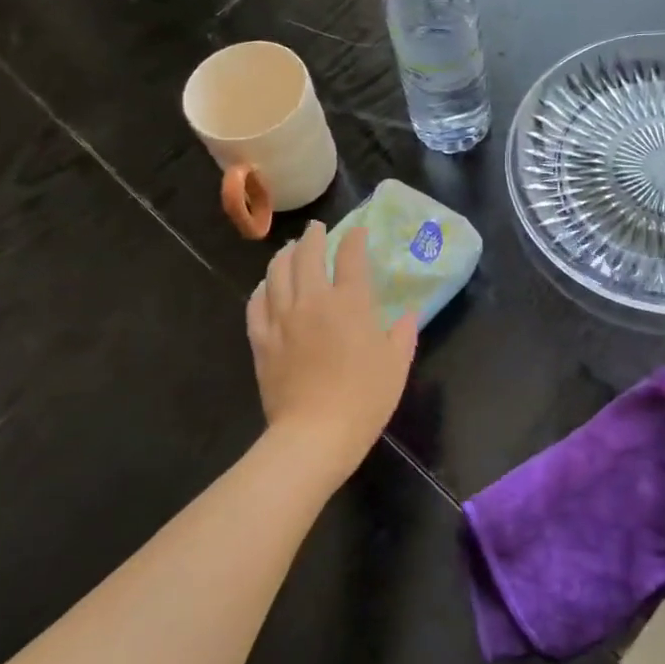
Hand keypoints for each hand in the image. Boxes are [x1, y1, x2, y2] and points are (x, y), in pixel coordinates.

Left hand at [246, 221, 417, 481]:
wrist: (315, 434)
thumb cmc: (364, 398)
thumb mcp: (396, 365)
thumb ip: (403, 334)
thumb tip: (407, 315)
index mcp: (350, 303)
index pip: (351, 257)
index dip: (355, 239)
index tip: (357, 231)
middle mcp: (313, 301)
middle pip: (307, 255)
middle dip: (314, 237)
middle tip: (317, 229)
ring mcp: (282, 319)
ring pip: (277, 273)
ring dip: (285, 255)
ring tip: (290, 248)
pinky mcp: (262, 340)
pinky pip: (256, 304)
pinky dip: (261, 288)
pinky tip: (265, 286)